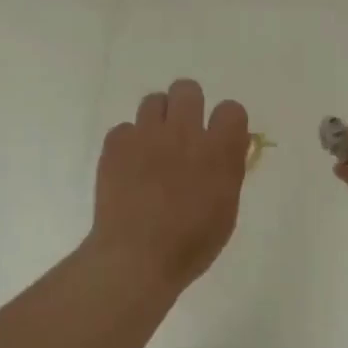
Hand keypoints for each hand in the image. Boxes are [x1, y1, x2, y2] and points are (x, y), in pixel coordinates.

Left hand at [90, 79, 249, 287]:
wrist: (135, 257)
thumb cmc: (190, 244)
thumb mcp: (226, 211)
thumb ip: (228, 172)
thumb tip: (227, 149)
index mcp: (218, 151)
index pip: (231, 109)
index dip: (226, 122)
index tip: (219, 138)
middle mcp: (184, 133)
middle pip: (187, 90)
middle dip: (187, 106)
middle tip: (183, 133)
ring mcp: (146, 135)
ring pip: (153, 101)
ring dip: (157, 120)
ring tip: (153, 147)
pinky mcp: (116, 144)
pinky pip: (125, 128)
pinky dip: (128, 143)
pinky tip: (129, 168)